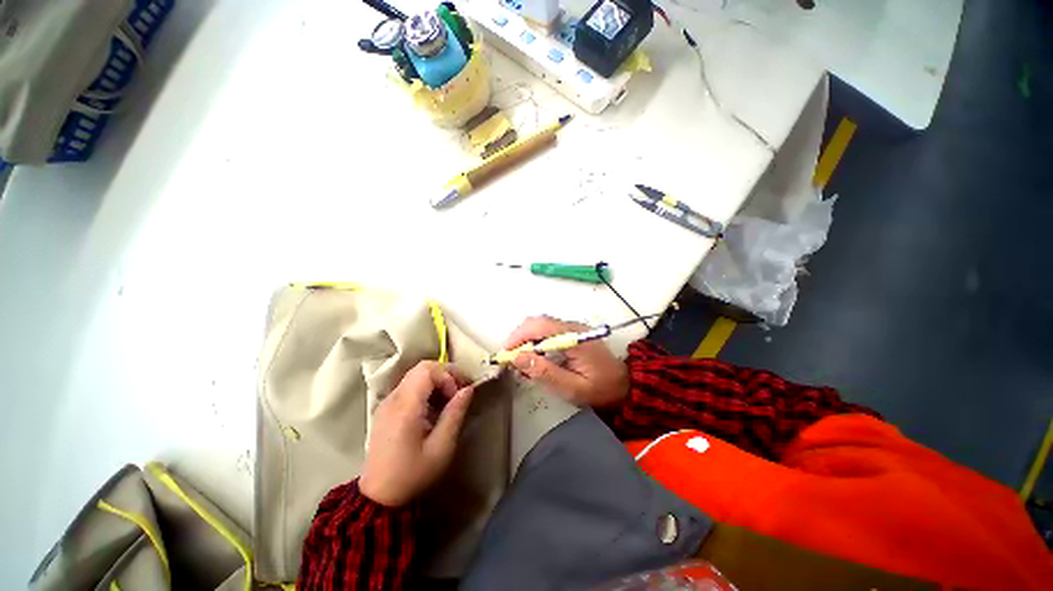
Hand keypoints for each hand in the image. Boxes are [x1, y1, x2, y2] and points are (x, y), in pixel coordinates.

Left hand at [359, 361, 474, 506]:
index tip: (459, 394)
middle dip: (445, 374)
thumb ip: (455, 414)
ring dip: (437, 380)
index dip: (448, 376)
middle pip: (421, 368)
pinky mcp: (386, 409)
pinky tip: (435, 407)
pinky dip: (427, 388)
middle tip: (460, 390)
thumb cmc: (413, 474)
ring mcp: (387, 403)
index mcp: (405, 407)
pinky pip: (409, 386)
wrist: (380, 497)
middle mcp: (393, 399)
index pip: (427, 371)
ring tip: (450, 399)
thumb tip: (468, 389)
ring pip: (416, 375)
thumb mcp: (442, 447)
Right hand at [502, 315, 628, 407]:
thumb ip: (546, 373)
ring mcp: (571, 328)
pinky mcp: (570, 333)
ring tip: (520, 362)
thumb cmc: (599, 389)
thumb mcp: (573, 388)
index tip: (505, 354)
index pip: (541, 326)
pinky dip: (534, 342)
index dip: (519, 336)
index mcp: (574, 337)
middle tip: (510, 360)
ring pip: (540, 325)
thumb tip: (518, 358)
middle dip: (519, 338)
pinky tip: (533, 359)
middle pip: (537, 322)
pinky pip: (546, 332)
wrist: (623, 384)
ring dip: (525, 340)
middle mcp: (572, 326)